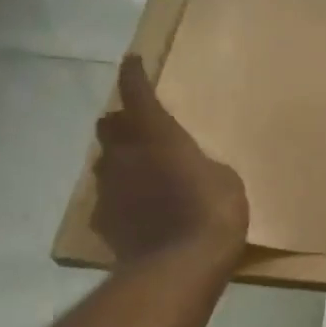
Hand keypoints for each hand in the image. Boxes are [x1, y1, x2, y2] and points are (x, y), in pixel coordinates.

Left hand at [91, 55, 248, 264]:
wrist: (180, 266)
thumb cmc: (212, 210)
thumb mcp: (223, 177)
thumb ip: (198, 164)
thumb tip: (185, 169)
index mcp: (158, 135)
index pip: (137, 94)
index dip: (133, 75)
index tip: (131, 61)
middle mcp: (125, 155)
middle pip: (109, 127)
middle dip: (120, 122)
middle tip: (137, 128)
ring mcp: (109, 189)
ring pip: (104, 163)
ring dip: (118, 161)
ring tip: (139, 173)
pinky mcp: (103, 222)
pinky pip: (106, 200)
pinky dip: (119, 198)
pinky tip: (135, 211)